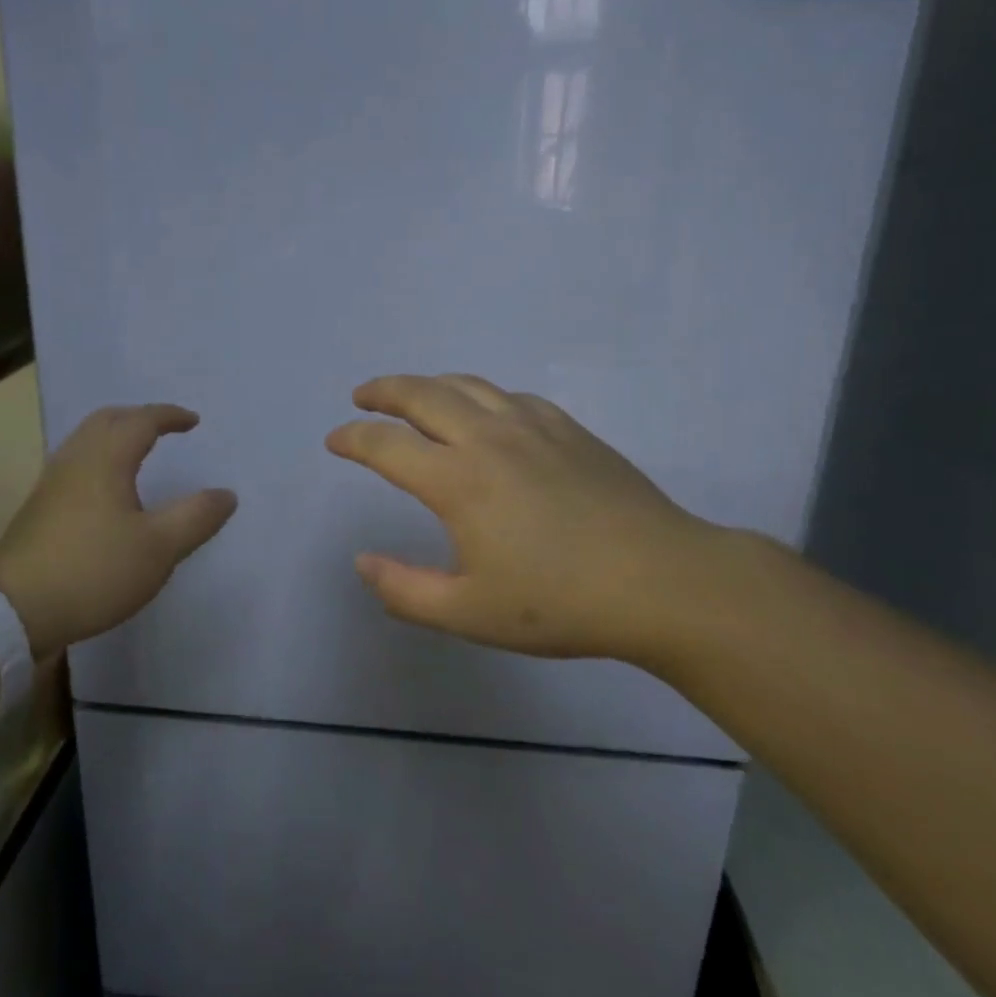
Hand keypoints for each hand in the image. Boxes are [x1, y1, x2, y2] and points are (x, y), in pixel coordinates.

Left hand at [0, 404, 236, 657]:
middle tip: (164, 429)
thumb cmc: (94, 571)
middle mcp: (75, 461)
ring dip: (115, 436)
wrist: (13, 611)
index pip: (141, 421)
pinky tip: (107, 491)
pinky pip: (75, 465)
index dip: (169, 416)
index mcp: (105, 460)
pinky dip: (99, 459)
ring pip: (85, 442)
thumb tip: (226, 494)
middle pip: (106, 421)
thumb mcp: (159, 548)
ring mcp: (51, 484)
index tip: (193, 422)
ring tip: (138, 453)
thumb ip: (196, 517)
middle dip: (138, 418)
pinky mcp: (38, 510)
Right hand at [326, 374, 747, 666]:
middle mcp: (489, 438)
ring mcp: (533, 426)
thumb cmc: (560, 602)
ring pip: (468, 385)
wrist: (661, 580)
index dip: (352, 439)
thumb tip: (362, 562)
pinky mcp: (569, 428)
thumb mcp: (469, 613)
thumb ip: (404, 590)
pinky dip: (480, 395)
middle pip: (423, 394)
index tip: (334, 440)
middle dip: (384, 390)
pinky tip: (486, 412)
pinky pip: (511, 396)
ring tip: (413, 394)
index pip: (386, 446)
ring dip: (430, 384)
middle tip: (363, 396)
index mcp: (457, 480)